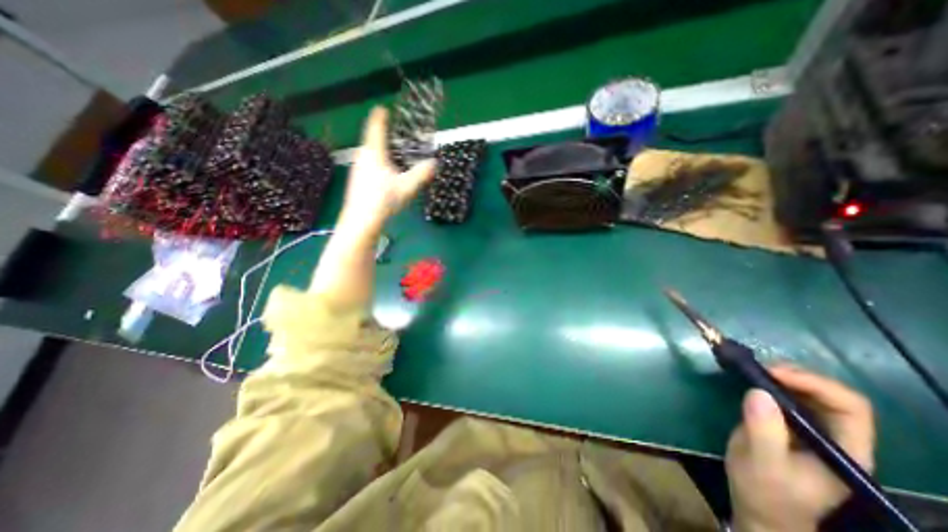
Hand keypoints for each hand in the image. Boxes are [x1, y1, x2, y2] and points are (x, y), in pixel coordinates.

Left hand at [341, 106, 436, 233]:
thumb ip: (422, 173)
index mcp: (374, 152)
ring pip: (370, 153)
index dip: (380, 117)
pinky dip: (378, 162)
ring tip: (394, 154)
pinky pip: (368, 164)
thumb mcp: (407, 187)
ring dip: (381, 150)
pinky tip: (386, 174)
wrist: (360, 220)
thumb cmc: (383, 199)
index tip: (384, 109)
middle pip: (372, 139)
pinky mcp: (357, 180)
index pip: (376, 127)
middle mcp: (363, 156)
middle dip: (383, 135)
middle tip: (396, 135)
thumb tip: (434, 163)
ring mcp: (358, 168)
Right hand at [728, 366, 871, 530]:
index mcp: (844, 451)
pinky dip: (769, 383)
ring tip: (751, 371)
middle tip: (759, 369)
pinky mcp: (786, 425)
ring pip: (808, 393)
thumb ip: (764, 431)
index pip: (850, 408)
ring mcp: (810, 431)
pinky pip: (785, 397)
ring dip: (781, 376)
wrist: (758, 509)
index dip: (815, 384)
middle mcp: (834, 437)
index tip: (773, 373)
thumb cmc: (766, 492)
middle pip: (830, 395)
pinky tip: (749, 380)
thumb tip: (758, 392)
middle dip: (796, 375)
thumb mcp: (763, 464)